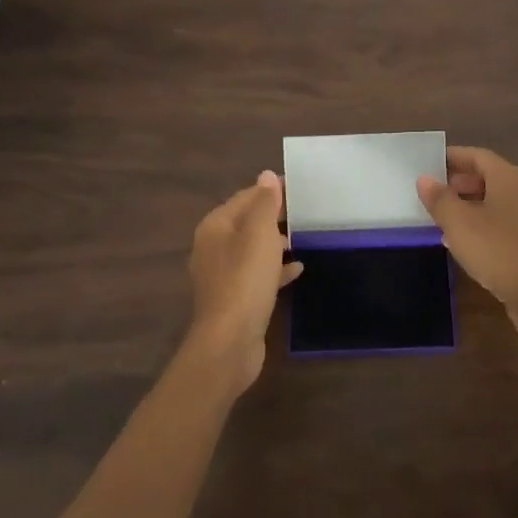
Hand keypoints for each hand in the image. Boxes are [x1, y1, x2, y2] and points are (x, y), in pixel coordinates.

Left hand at [186, 171, 302, 389]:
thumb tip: (266, 175)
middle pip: (247, 222)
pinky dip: (274, 269)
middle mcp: (213, 247)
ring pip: (252, 249)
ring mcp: (222, 275)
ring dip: (275, 243)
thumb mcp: (260, 234)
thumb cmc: (245, 280)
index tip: (299, 188)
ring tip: (303, 238)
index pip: (245, 197)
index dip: (270, 191)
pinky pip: (256, 274)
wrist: (229, 342)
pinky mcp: (233, 298)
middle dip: (274, 216)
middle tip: (305, 212)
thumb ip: (265, 203)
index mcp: (215, 226)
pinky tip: (297, 269)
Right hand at [417, 147, 517, 345]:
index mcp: (510, 177)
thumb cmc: (497, 249)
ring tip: (447, 218)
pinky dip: (486, 225)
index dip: (454, 157)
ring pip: (499, 202)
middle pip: (491, 177)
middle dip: (463, 182)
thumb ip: (440, 198)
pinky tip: (469, 243)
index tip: (432, 163)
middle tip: (437, 192)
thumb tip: (425, 179)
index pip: (478, 156)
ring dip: (473, 206)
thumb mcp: (458, 223)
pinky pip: (507, 224)